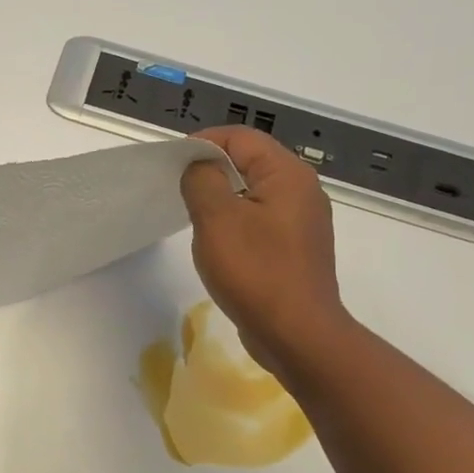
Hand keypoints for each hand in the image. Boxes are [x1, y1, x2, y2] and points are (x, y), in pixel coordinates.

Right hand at [181, 127, 348, 372]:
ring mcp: (301, 221)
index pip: (240, 137)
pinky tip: (217, 241)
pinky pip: (259, 218)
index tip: (172, 164)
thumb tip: (199, 166)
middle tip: (177, 188)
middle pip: (249, 161)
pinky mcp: (295, 247)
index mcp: (287, 175)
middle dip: (210, 168)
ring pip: (252, 191)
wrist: (297, 335)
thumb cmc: (255, 271)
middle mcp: (301, 190)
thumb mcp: (216, 219)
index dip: (203, 143)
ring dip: (221, 196)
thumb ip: (202, 180)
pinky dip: (235, 219)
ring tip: (192, 214)